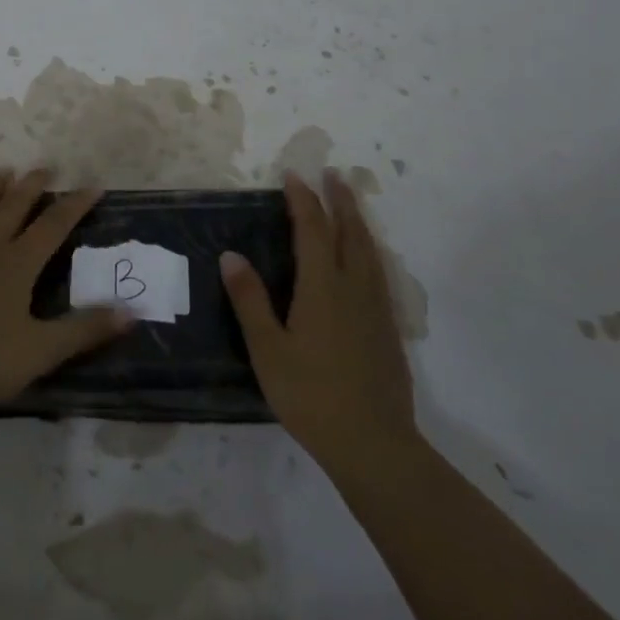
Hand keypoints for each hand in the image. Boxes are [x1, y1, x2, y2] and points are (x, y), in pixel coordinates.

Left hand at [0, 169, 131, 417]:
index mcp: (18, 265)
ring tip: (4, 172)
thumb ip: (85, 330)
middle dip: (33, 186)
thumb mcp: (41, 351)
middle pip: (13, 208)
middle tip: (46, 168)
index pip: (53, 226)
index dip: (75, 204)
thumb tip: (130, 312)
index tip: (93, 186)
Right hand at [221, 171, 419, 469]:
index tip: (294, 176)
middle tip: (333, 174)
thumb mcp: (268, 349)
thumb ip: (250, 300)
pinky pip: (379, 271)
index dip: (303, 200)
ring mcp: (376, 308)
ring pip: (369, 250)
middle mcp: (353, 288)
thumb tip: (231, 255)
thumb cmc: (311, 396)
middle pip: (350, 232)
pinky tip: (368, 258)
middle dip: (340, 200)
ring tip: (351, 203)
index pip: (312, 230)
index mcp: (322, 287)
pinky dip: (370, 249)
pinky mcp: (388, 328)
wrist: (374, 445)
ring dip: (358, 220)